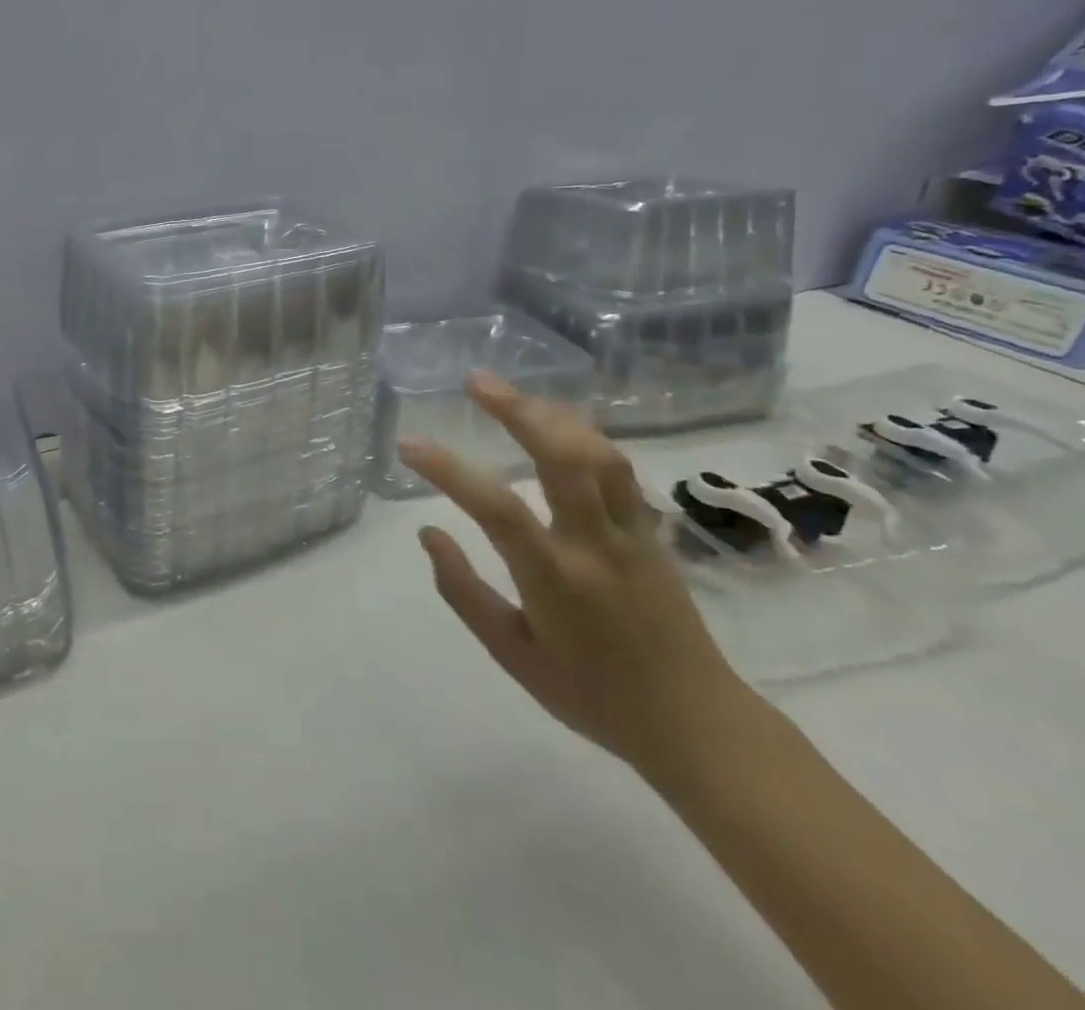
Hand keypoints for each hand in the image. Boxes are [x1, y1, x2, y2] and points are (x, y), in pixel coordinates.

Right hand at [399, 373, 762, 783]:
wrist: (697, 725)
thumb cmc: (592, 695)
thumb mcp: (512, 654)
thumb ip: (464, 591)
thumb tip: (428, 532)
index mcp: (555, 579)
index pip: (496, 508)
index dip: (449, 470)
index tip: (408, 445)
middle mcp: (596, 545)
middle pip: (563, 458)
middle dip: (517, 410)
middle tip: (476, 381)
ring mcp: (632, 535)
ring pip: (600, 455)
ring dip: (554, 415)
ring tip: (514, 396)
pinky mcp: (653, 534)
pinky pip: (620, 471)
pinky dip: (586, 437)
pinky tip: (560, 426)